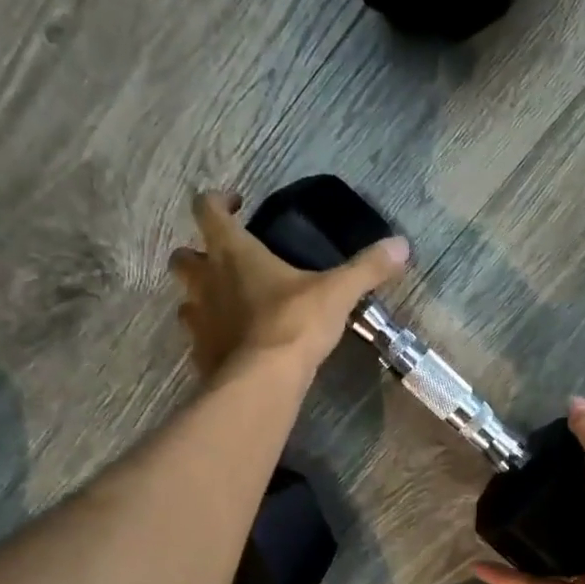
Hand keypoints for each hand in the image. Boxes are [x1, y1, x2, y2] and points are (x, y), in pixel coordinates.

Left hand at [171, 190, 408, 380]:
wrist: (263, 382)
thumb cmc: (294, 324)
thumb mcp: (337, 293)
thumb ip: (367, 268)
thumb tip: (402, 245)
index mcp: (232, 253)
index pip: (208, 210)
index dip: (217, 201)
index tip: (236, 203)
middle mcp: (206, 282)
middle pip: (182, 257)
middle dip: (197, 253)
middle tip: (224, 261)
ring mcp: (198, 321)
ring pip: (185, 300)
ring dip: (200, 297)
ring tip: (228, 305)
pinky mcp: (200, 355)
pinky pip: (198, 339)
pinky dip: (210, 337)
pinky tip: (232, 344)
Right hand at [475, 398, 584, 583]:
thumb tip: (574, 402)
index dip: (584, 466)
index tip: (546, 456)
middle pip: (581, 518)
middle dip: (550, 508)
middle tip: (512, 492)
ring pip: (557, 556)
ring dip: (526, 546)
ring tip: (495, 529)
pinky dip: (509, 579)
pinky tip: (478, 567)